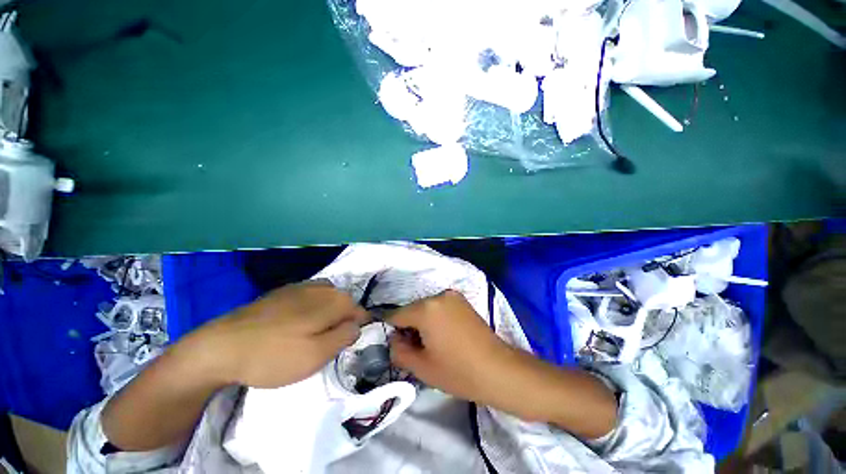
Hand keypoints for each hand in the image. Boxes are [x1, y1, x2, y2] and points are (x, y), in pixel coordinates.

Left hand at [189, 281, 366, 387]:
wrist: (221, 347)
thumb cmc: (273, 355)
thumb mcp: (317, 355)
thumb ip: (345, 336)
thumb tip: (357, 325)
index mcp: (334, 300)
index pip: (360, 312)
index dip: (355, 330)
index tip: (342, 347)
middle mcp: (322, 287)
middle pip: (344, 304)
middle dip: (340, 322)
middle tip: (323, 346)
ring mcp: (301, 286)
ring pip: (327, 301)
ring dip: (326, 316)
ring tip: (310, 337)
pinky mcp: (283, 291)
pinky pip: (308, 298)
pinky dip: (310, 310)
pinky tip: (294, 326)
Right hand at [389, 291, 617, 436]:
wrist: (498, 369)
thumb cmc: (458, 371)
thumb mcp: (421, 367)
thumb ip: (398, 351)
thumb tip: (393, 339)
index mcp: (426, 308)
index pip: (397, 315)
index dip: (393, 331)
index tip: (398, 346)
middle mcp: (438, 295)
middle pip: (413, 310)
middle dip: (409, 327)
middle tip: (417, 349)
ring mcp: (453, 296)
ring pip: (426, 308)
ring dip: (423, 322)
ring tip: (433, 344)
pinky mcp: (463, 301)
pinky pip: (440, 307)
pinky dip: (436, 318)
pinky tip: (445, 336)